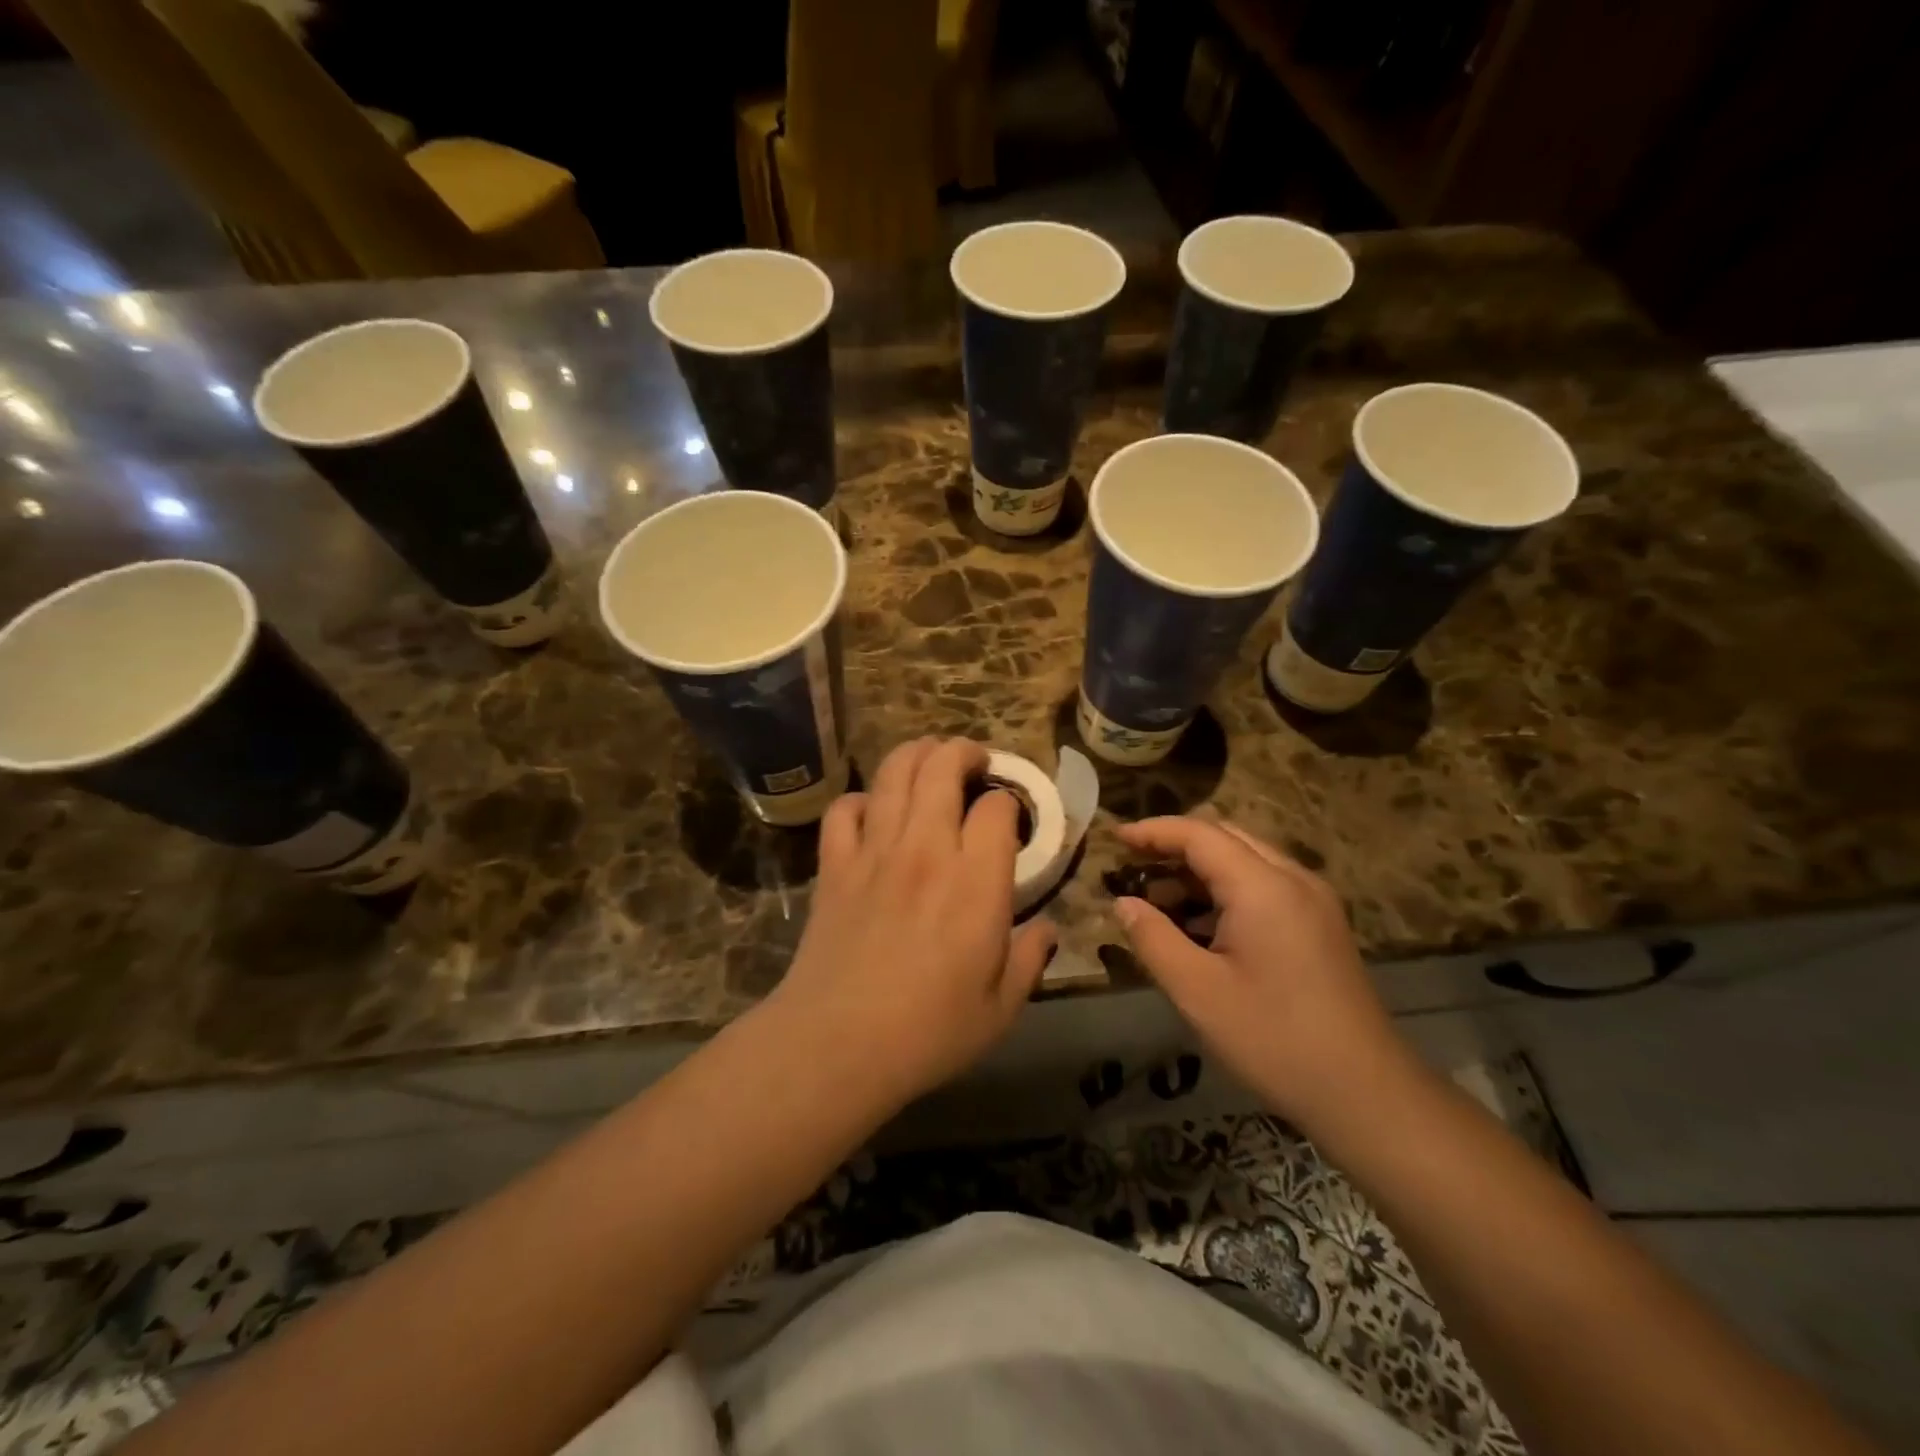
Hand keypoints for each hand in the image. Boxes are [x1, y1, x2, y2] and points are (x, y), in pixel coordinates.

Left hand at [768, 738, 1055, 1108]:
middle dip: (964, 752)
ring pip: (894, 772)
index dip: (1009, 802)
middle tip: (975, 763)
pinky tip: (874, 812)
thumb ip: (1031, 959)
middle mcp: (926, 848)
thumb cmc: (929, 1032)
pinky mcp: (835, 865)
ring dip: (917, 754)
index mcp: (976, 880)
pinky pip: (845, 808)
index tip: (1011, 818)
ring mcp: (875, 851)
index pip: (997, 807)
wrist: (837, 1045)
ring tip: (930, 760)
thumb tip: (1048, 929)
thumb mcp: (1001, 1007)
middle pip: (942, 766)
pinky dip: (862, 799)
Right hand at [1112, 816, 1417, 1135]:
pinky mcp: (1321, 925)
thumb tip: (1123, 904)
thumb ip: (1153, 938)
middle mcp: (1293, 879)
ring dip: (1200, 871)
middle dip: (1175, 847)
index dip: (1153, 832)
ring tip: (1159, 902)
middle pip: (1225, 838)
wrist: (1366, 1094)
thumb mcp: (1197, 991)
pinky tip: (1201, 927)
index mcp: (1263, 887)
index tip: (1115, 839)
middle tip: (1133, 869)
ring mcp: (1314, 902)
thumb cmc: (1273, 1039)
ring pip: (1246, 861)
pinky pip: (1265, 887)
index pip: (1199, 834)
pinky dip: (1226, 891)